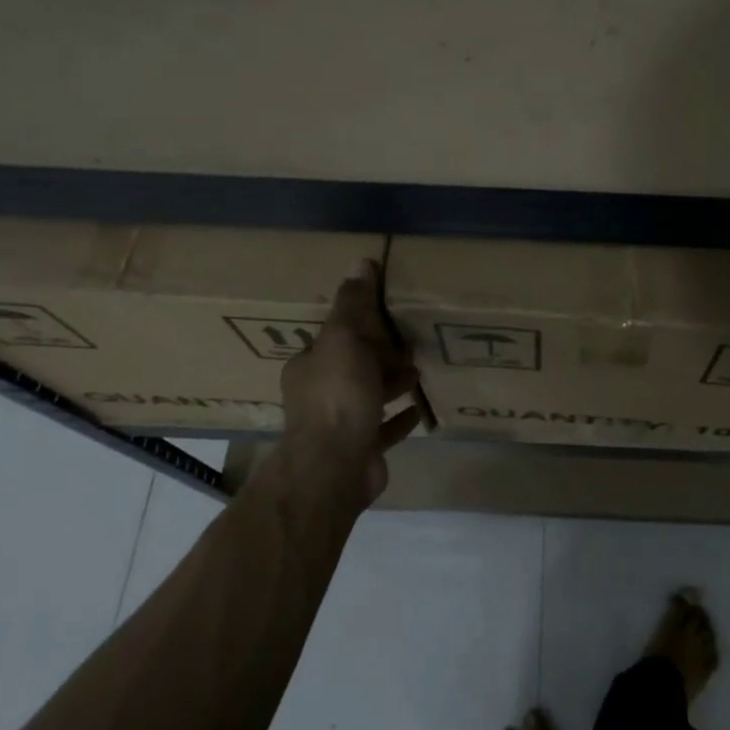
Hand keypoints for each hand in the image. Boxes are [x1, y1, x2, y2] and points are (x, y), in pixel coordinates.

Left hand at [276, 260, 420, 507]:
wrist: (335, 467)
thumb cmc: (338, 396)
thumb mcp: (344, 338)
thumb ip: (353, 303)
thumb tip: (360, 262)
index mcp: (310, 366)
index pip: (335, 338)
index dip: (360, 327)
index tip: (388, 320)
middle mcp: (319, 395)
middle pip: (353, 367)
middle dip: (380, 355)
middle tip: (410, 345)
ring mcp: (340, 426)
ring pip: (369, 397)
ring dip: (392, 383)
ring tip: (418, 372)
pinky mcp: (361, 450)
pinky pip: (384, 429)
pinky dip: (400, 418)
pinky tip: (419, 410)